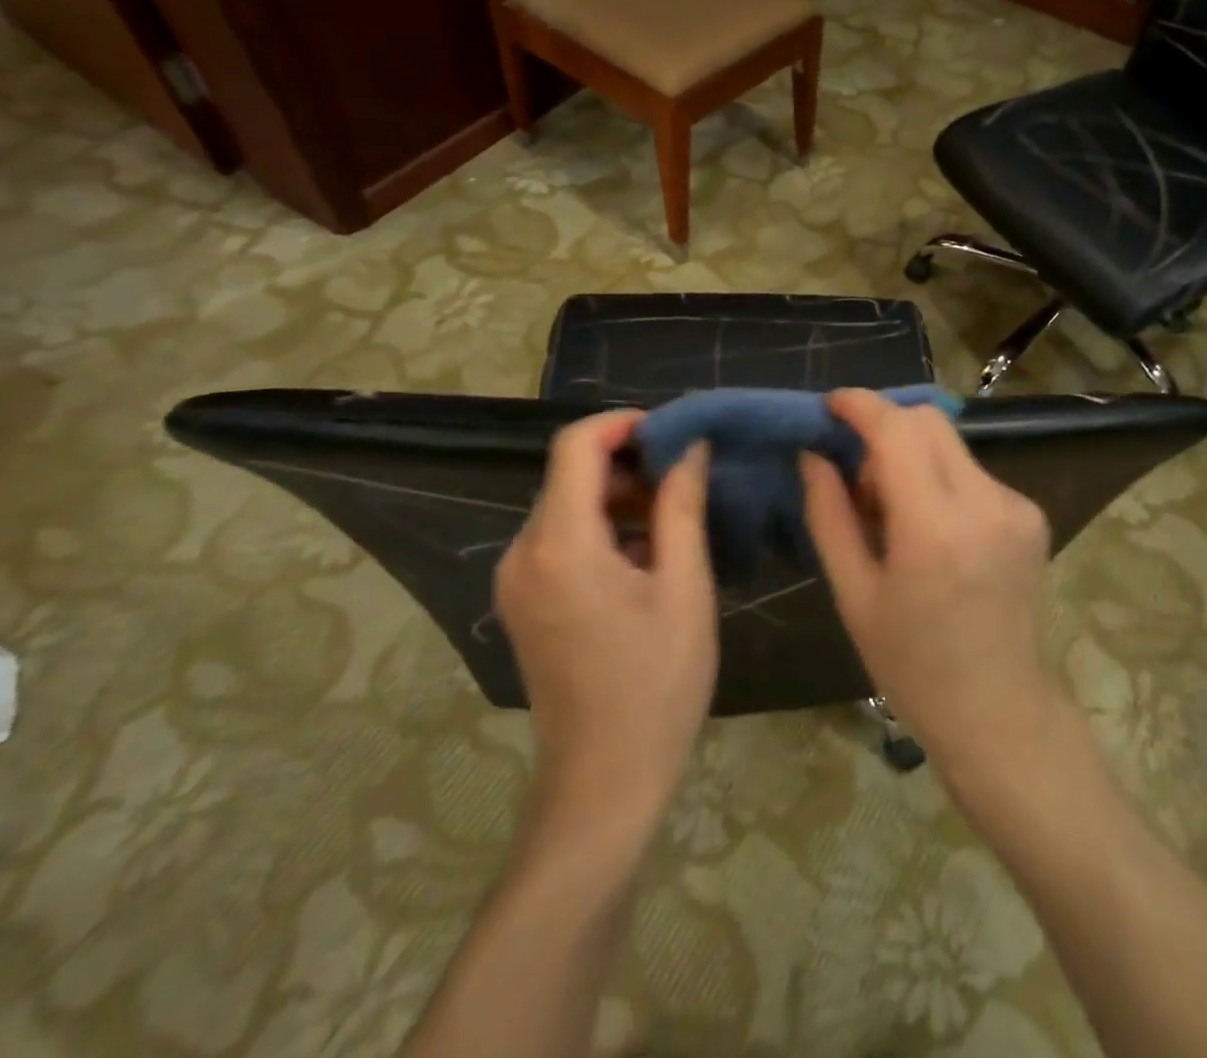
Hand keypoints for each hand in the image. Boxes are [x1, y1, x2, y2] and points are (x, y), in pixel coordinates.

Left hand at [496, 411, 716, 822]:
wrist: (604, 782)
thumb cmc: (656, 683)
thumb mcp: (685, 588)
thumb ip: (682, 507)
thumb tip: (691, 447)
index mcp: (560, 545)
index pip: (576, 446)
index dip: (623, 424)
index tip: (673, 432)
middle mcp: (522, 553)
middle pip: (570, 475)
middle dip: (629, 464)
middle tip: (686, 480)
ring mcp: (516, 581)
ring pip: (566, 507)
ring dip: (618, 499)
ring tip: (674, 520)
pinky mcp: (523, 602)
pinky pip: (560, 541)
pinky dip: (602, 530)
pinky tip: (647, 557)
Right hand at [801, 390, 1060, 776]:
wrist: (999, 710)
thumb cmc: (912, 664)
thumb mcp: (854, 594)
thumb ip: (829, 514)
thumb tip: (814, 454)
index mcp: (935, 528)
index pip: (897, 430)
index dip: (860, 405)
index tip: (830, 406)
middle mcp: (986, 503)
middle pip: (928, 421)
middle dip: (884, 430)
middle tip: (858, 479)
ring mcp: (1016, 506)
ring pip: (950, 443)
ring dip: (911, 457)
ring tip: (894, 513)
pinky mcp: (1031, 514)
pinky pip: (972, 471)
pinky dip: (940, 479)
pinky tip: (931, 530)